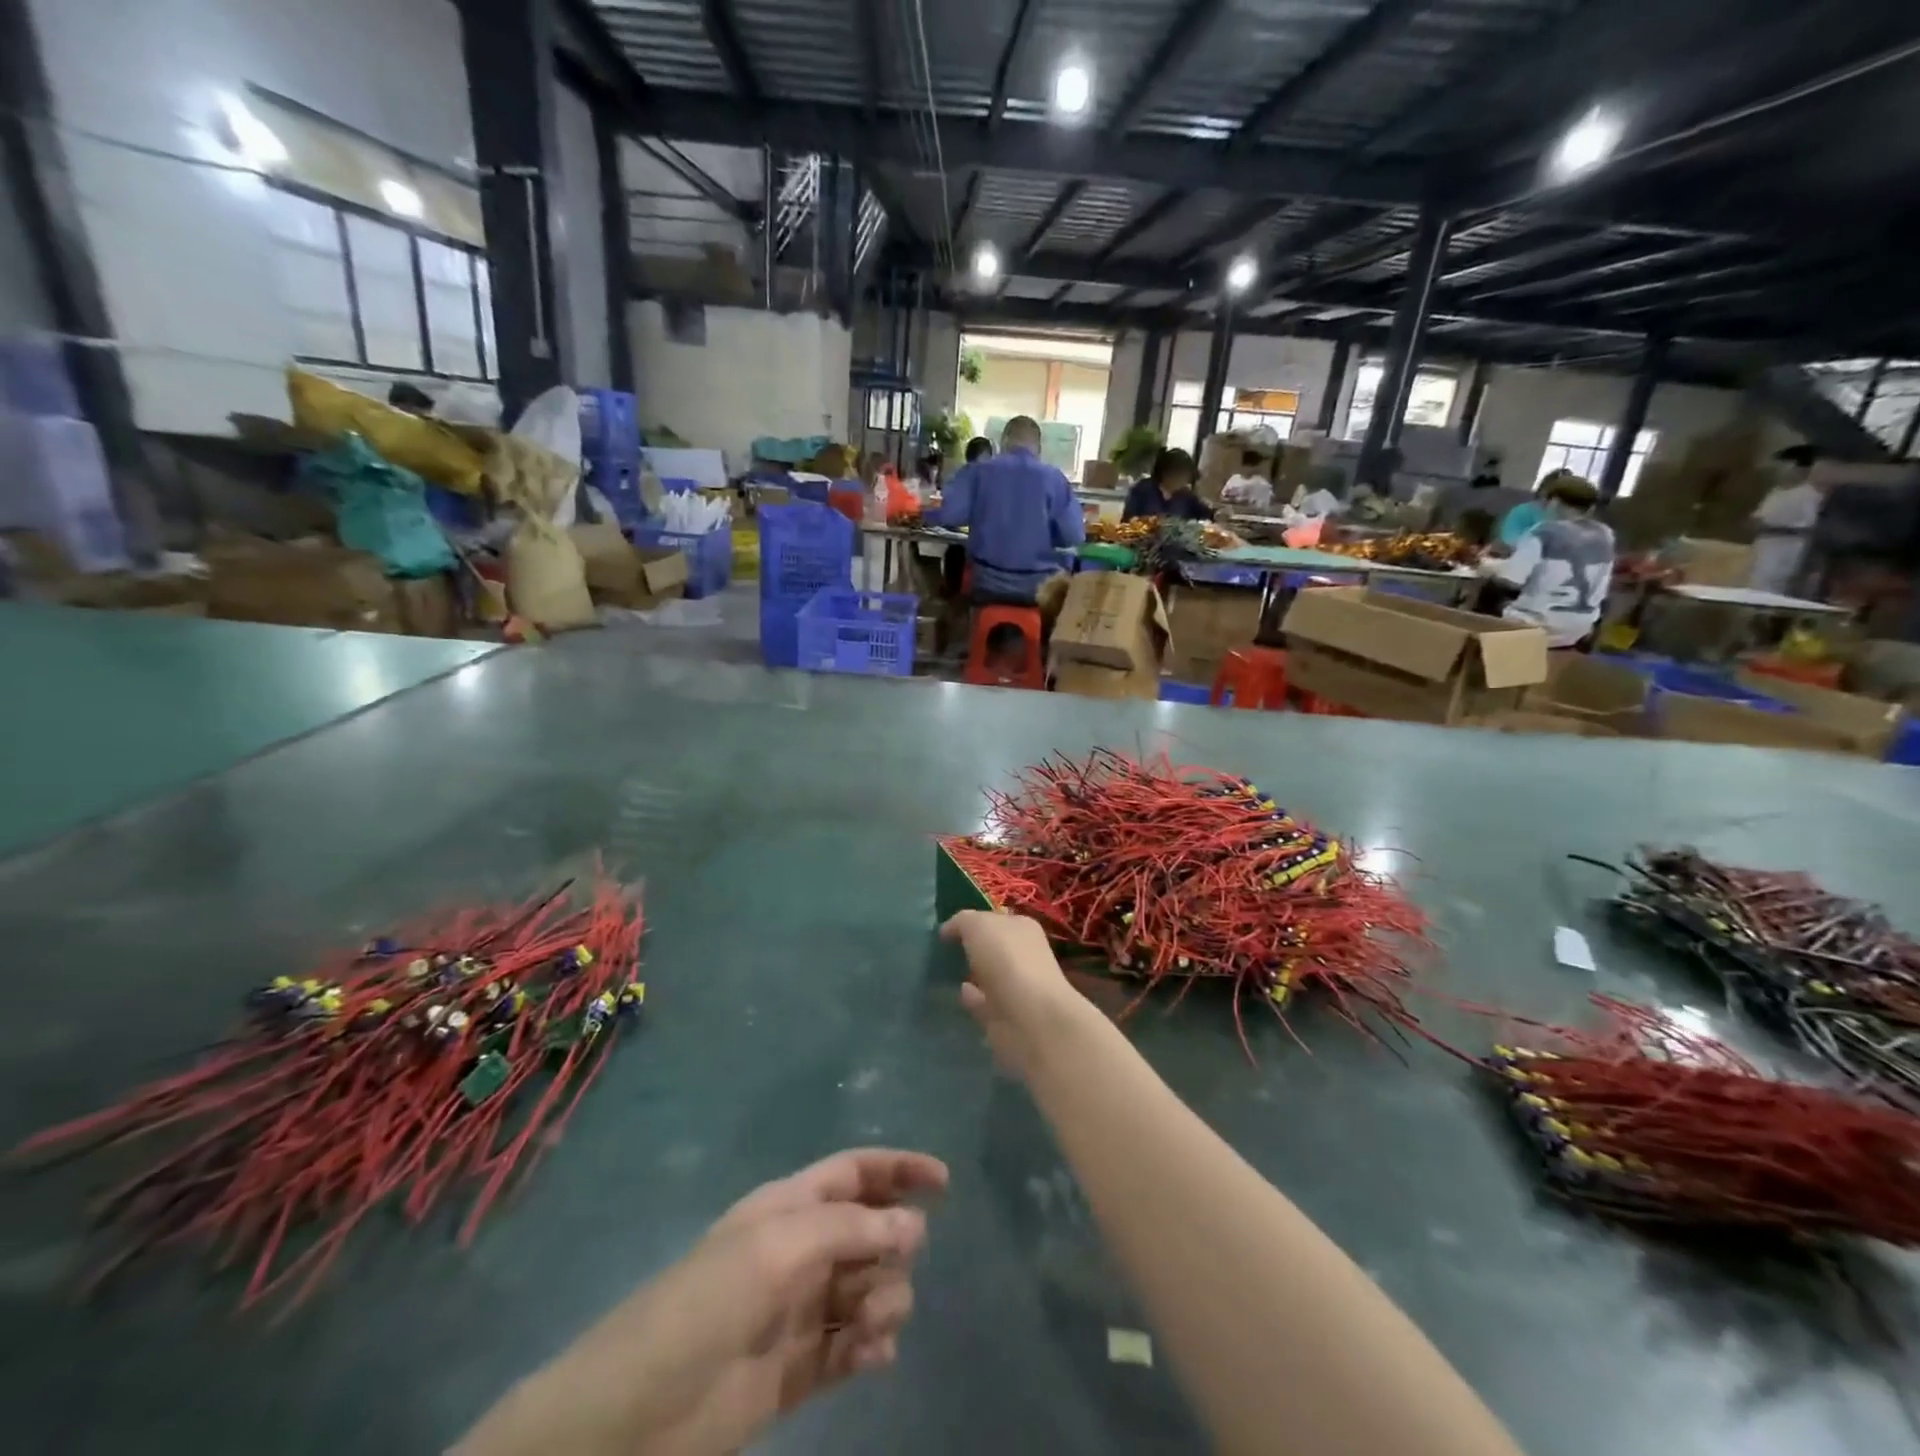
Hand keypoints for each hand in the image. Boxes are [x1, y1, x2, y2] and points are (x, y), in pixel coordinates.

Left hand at [454, 1149, 947, 1455]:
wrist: (630, 1422)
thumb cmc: (703, 1307)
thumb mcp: (777, 1248)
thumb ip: (851, 1231)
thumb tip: (915, 1226)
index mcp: (789, 1208)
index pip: (855, 1173)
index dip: (899, 1170)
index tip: (945, 1184)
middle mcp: (798, 1252)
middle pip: (869, 1233)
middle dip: (892, 1250)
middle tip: (883, 1280)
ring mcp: (798, 1312)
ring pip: (868, 1290)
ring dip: (882, 1302)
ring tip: (868, 1330)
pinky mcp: (797, 1372)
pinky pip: (852, 1348)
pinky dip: (869, 1348)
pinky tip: (869, 1358)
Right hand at [942, 911, 1095, 1078]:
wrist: (1030, 1018)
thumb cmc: (1007, 960)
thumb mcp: (978, 925)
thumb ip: (962, 922)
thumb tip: (948, 930)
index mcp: (1021, 928)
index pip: (994, 919)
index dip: (971, 921)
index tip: (944, 930)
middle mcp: (1021, 955)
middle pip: (991, 947)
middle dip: (971, 948)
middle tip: (941, 950)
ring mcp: (1014, 986)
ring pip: (987, 975)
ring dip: (970, 973)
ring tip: (943, 971)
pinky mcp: (1004, 1015)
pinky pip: (981, 1001)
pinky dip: (970, 997)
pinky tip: (955, 993)